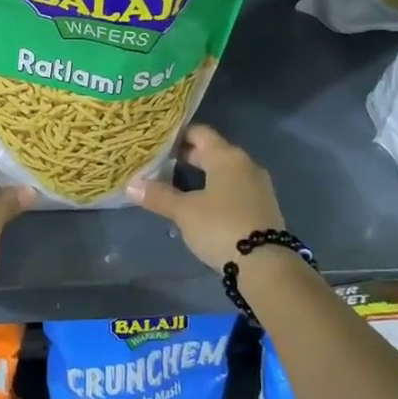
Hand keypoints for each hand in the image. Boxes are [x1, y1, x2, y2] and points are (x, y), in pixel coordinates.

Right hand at [126, 124, 284, 270]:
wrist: (266, 265)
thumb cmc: (221, 227)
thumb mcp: (184, 212)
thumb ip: (159, 196)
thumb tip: (131, 185)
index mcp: (226, 156)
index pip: (199, 133)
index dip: (177, 135)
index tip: (156, 141)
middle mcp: (245, 164)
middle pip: (212, 151)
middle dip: (187, 156)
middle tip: (160, 163)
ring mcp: (257, 186)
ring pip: (224, 171)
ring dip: (202, 175)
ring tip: (175, 184)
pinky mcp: (262, 207)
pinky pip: (234, 188)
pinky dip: (216, 190)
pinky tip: (200, 204)